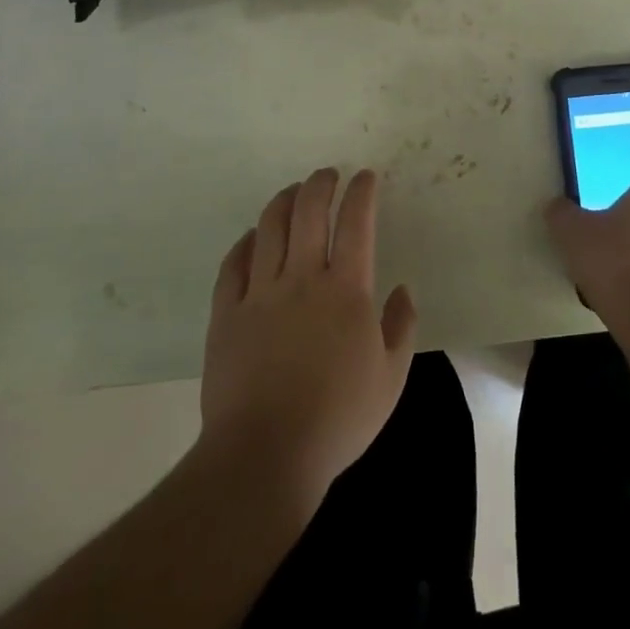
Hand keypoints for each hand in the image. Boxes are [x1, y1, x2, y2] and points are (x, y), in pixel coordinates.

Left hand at [199, 168, 416, 510]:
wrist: (265, 453)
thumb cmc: (337, 418)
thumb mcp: (391, 378)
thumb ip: (401, 326)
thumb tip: (403, 289)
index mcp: (345, 290)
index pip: (356, 222)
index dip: (361, 192)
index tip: (365, 177)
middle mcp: (302, 278)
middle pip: (309, 211)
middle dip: (320, 183)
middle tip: (327, 175)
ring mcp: (259, 292)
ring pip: (270, 227)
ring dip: (284, 201)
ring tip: (293, 192)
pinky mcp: (226, 312)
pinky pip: (234, 263)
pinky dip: (246, 242)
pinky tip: (254, 237)